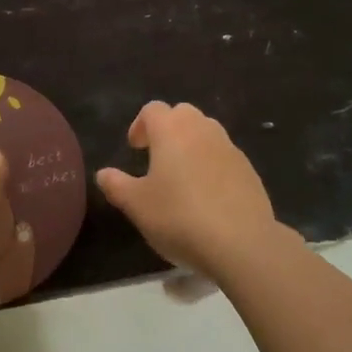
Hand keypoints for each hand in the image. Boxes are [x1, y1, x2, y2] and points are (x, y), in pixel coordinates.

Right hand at [96, 102, 280, 278]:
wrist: (241, 242)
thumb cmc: (179, 217)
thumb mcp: (137, 205)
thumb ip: (116, 185)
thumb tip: (103, 173)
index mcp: (171, 130)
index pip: (153, 109)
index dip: (140, 125)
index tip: (135, 148)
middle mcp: (202, 129)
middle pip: (182, 114)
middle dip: (168, 129)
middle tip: (157, 157)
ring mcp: (229, 147)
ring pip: (206, 132)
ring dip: (192, 144)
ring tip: (182, 176)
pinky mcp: (248, 169)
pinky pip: (224, 155)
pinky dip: (213, 164)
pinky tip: (208, 195)